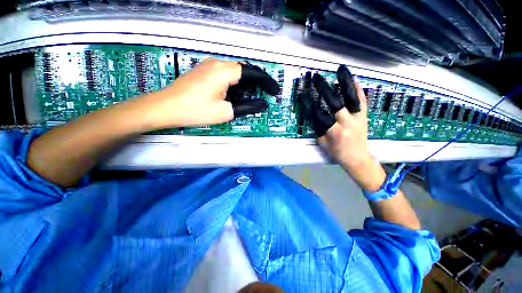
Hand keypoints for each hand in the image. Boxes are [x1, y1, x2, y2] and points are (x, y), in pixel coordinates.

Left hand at [145, 59, 278, 128]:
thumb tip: (262, 105)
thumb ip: (247, 107)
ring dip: (247, 84)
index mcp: (224, 71)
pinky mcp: (204, 71)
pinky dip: (236, 84)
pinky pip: (226, 75)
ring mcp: (209, 66)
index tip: (274, 91)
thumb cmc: (195, 111)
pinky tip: (237, 94)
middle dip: (258, 83)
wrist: (165, 107)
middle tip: (265, 95)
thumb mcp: (225, 112)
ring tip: (254, 97)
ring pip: (236, 73)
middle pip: (245, 71)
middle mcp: (218, 63)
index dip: (266, 82)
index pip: (253, 73)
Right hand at [298, 66, 385, 190]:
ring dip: (345, 83)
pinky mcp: (364, 116)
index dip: (309, 103)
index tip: (303, 94)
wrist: (358, 158)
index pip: (319, 114)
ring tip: (340, 70)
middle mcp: (347, 123)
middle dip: (324, 89)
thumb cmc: (337, 153)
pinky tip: (354, 79)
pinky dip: (358, 89)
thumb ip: (318, 128)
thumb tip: (314, 114)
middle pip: (335, 102)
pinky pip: (363, 100)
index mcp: (334, 132)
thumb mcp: (322, 144)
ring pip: (352, 97)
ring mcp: (358, 118)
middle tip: (316, 78)